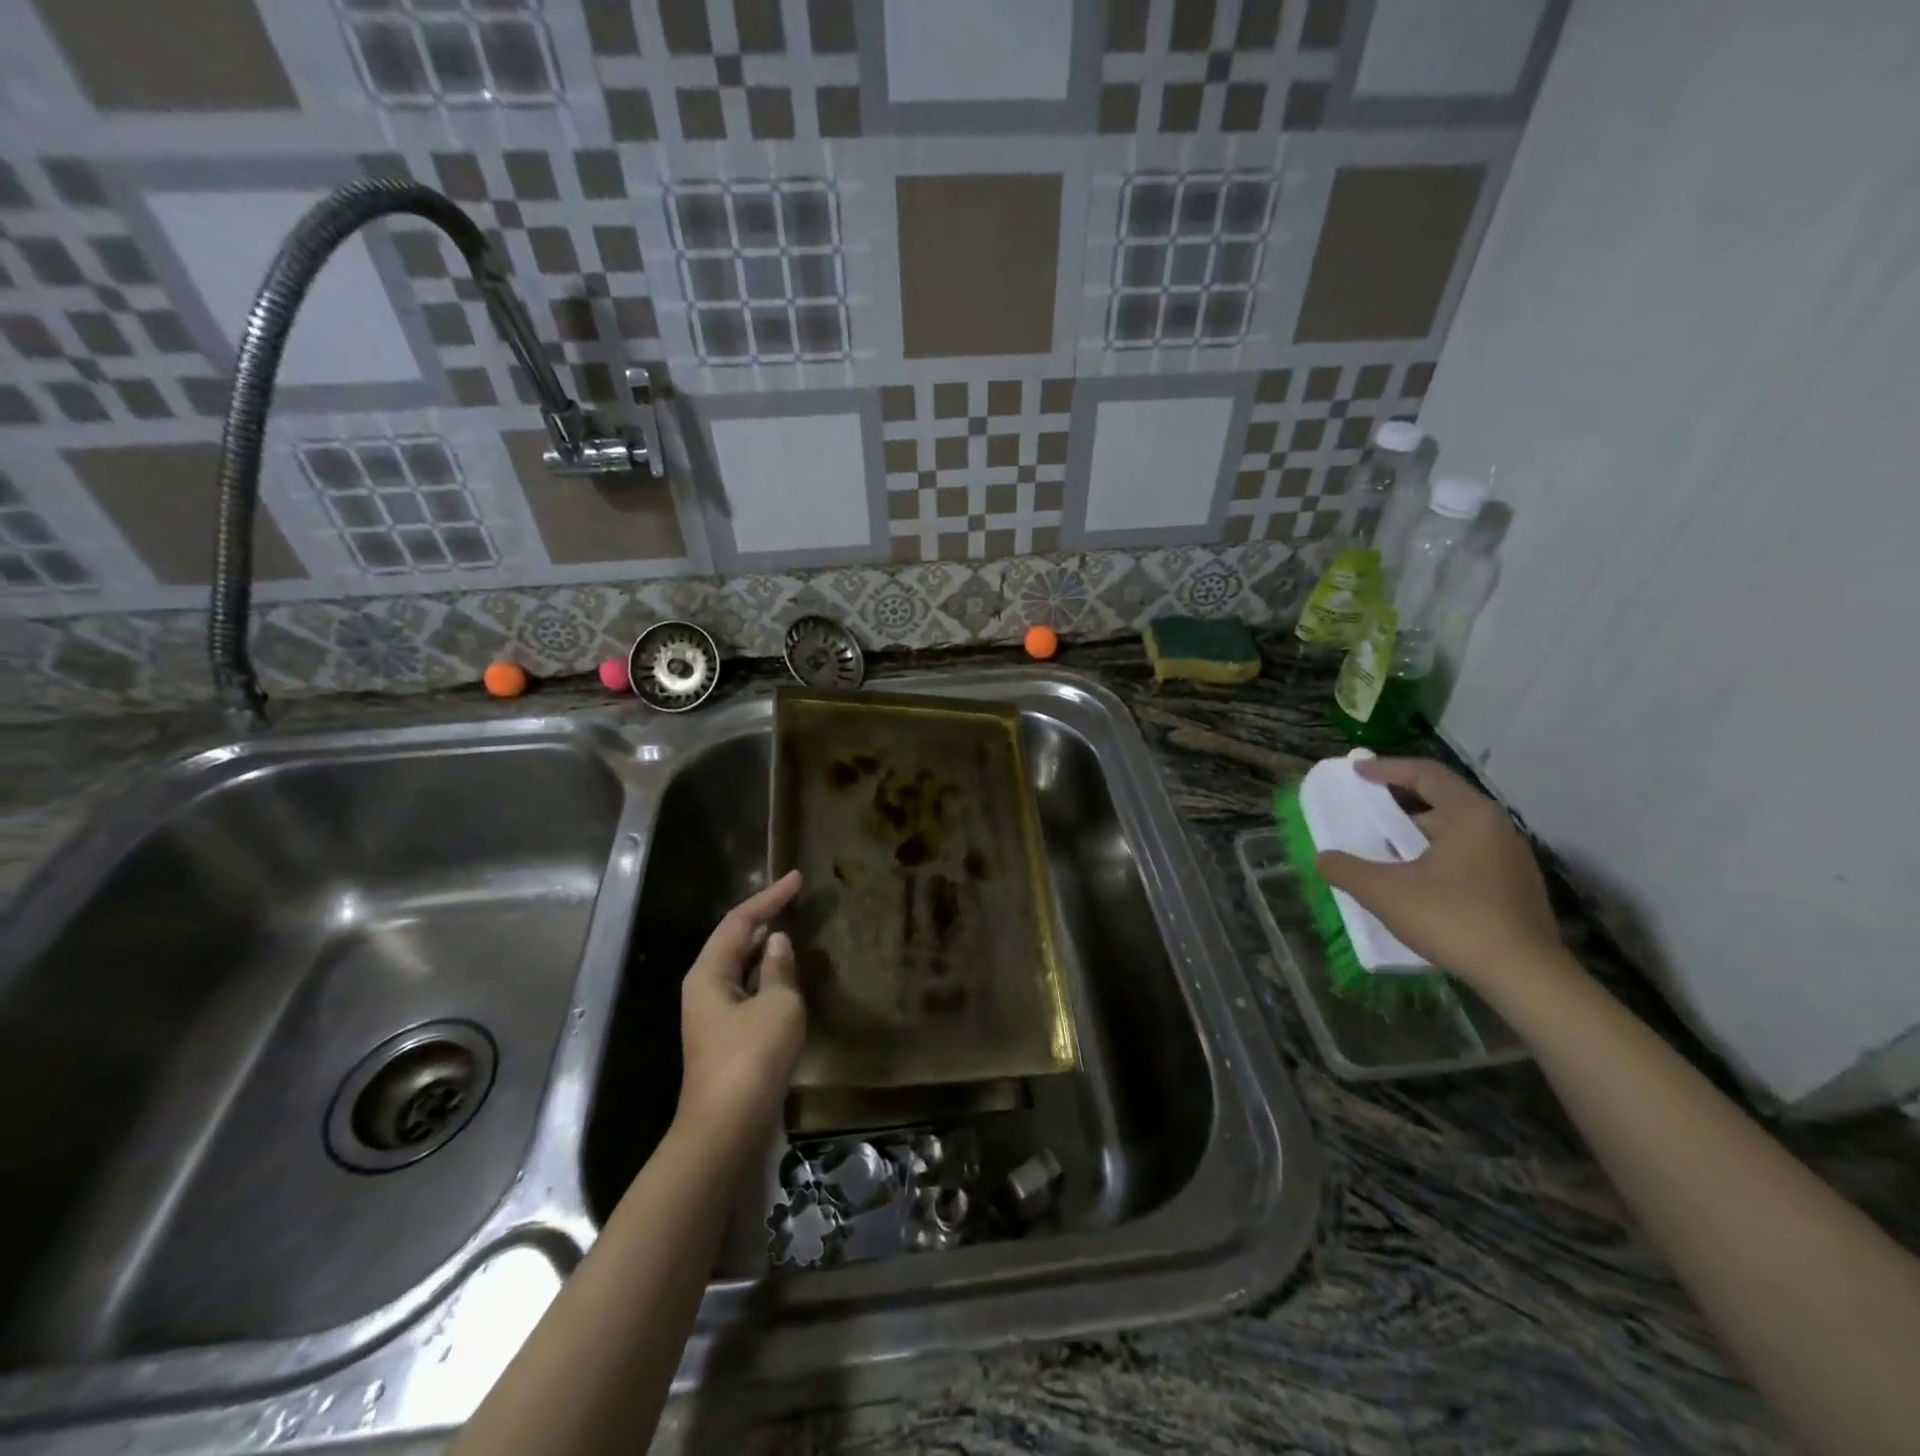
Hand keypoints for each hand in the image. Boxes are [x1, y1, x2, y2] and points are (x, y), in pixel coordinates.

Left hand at [678, 870, 805, 1138]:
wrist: (728, 1129)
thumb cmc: (752, 1058)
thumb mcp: (778, 1005)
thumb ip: (780, 969)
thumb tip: (777, 942)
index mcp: (709, 972)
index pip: (741, 921)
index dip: (770, 897)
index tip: (797, 878)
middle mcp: (705, 987)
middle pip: (734, 939)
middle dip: (764, 916)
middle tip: (794, 897)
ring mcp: (713, 1014)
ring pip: (740, 965)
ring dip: (765, 945)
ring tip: (793, 925)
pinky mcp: (727, 1035)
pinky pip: (747, 988)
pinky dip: (767, 973)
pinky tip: (787, 972)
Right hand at [1316, 758, 1564, 990]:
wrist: (1525, 976)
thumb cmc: (1452, 918)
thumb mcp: (1385, 892)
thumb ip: (1346, 870)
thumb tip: (1323, 858)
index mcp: (1470, 815)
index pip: (1426, 774)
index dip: (1387, 768)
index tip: (1357, 771)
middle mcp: (1497, 828)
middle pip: (1443, 802)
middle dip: (1400, 806)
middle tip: (1368, 814)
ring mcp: (1513, 859)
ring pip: (1456, 833)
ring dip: (1418, 836)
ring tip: (1387, 852)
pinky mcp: (1517, 888)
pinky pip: (1469, 857)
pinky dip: (1438, 857)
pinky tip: (1418, 883)